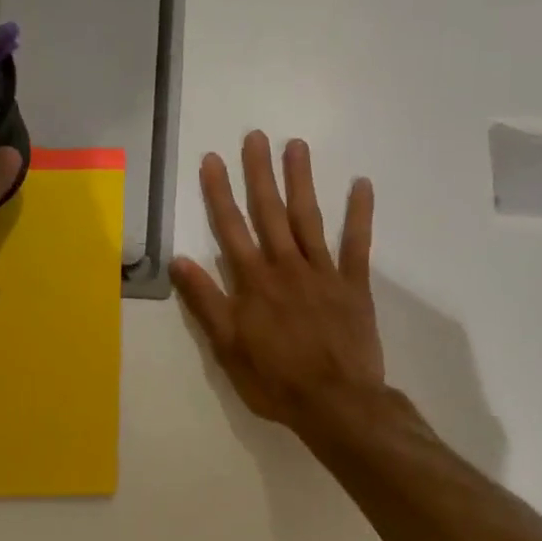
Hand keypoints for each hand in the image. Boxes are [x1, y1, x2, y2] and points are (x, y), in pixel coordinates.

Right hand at [171, 132, 385, 439]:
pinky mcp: (353, 285)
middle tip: (255, 137)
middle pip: (270, 213)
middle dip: (259, 173)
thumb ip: (206, 302)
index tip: (212, 159)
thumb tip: (179, 261)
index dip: (219, 193)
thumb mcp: (228, 347)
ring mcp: (323, 273)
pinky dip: (360, 214)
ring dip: (301, 181)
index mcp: (254, 283)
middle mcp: (286, 267)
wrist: (335, 403)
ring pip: (309, 218)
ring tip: (296, 145)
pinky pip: (357, 244)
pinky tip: (362, 184)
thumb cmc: (275, 380)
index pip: (231, 229)